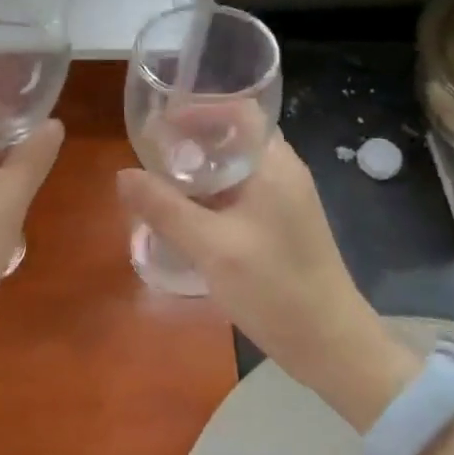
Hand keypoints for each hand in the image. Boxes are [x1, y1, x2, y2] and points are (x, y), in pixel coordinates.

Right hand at [116, 137, 411, 425]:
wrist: (330, 345)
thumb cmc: (274, 287)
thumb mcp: (211, 246)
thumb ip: (165, 208)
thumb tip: (122, 175)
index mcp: (274, 164)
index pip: (240, 110)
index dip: (199, 109)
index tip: (161, 123)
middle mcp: (283, 172)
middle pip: (234, 137)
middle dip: (192, 141)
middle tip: (152, 156)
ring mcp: (284, 200)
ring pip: (236, 168)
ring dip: (200, 171)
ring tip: (161, 184)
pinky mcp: (281, 226)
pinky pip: (240, 194)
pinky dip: (211, 195)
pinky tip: (185, 216)